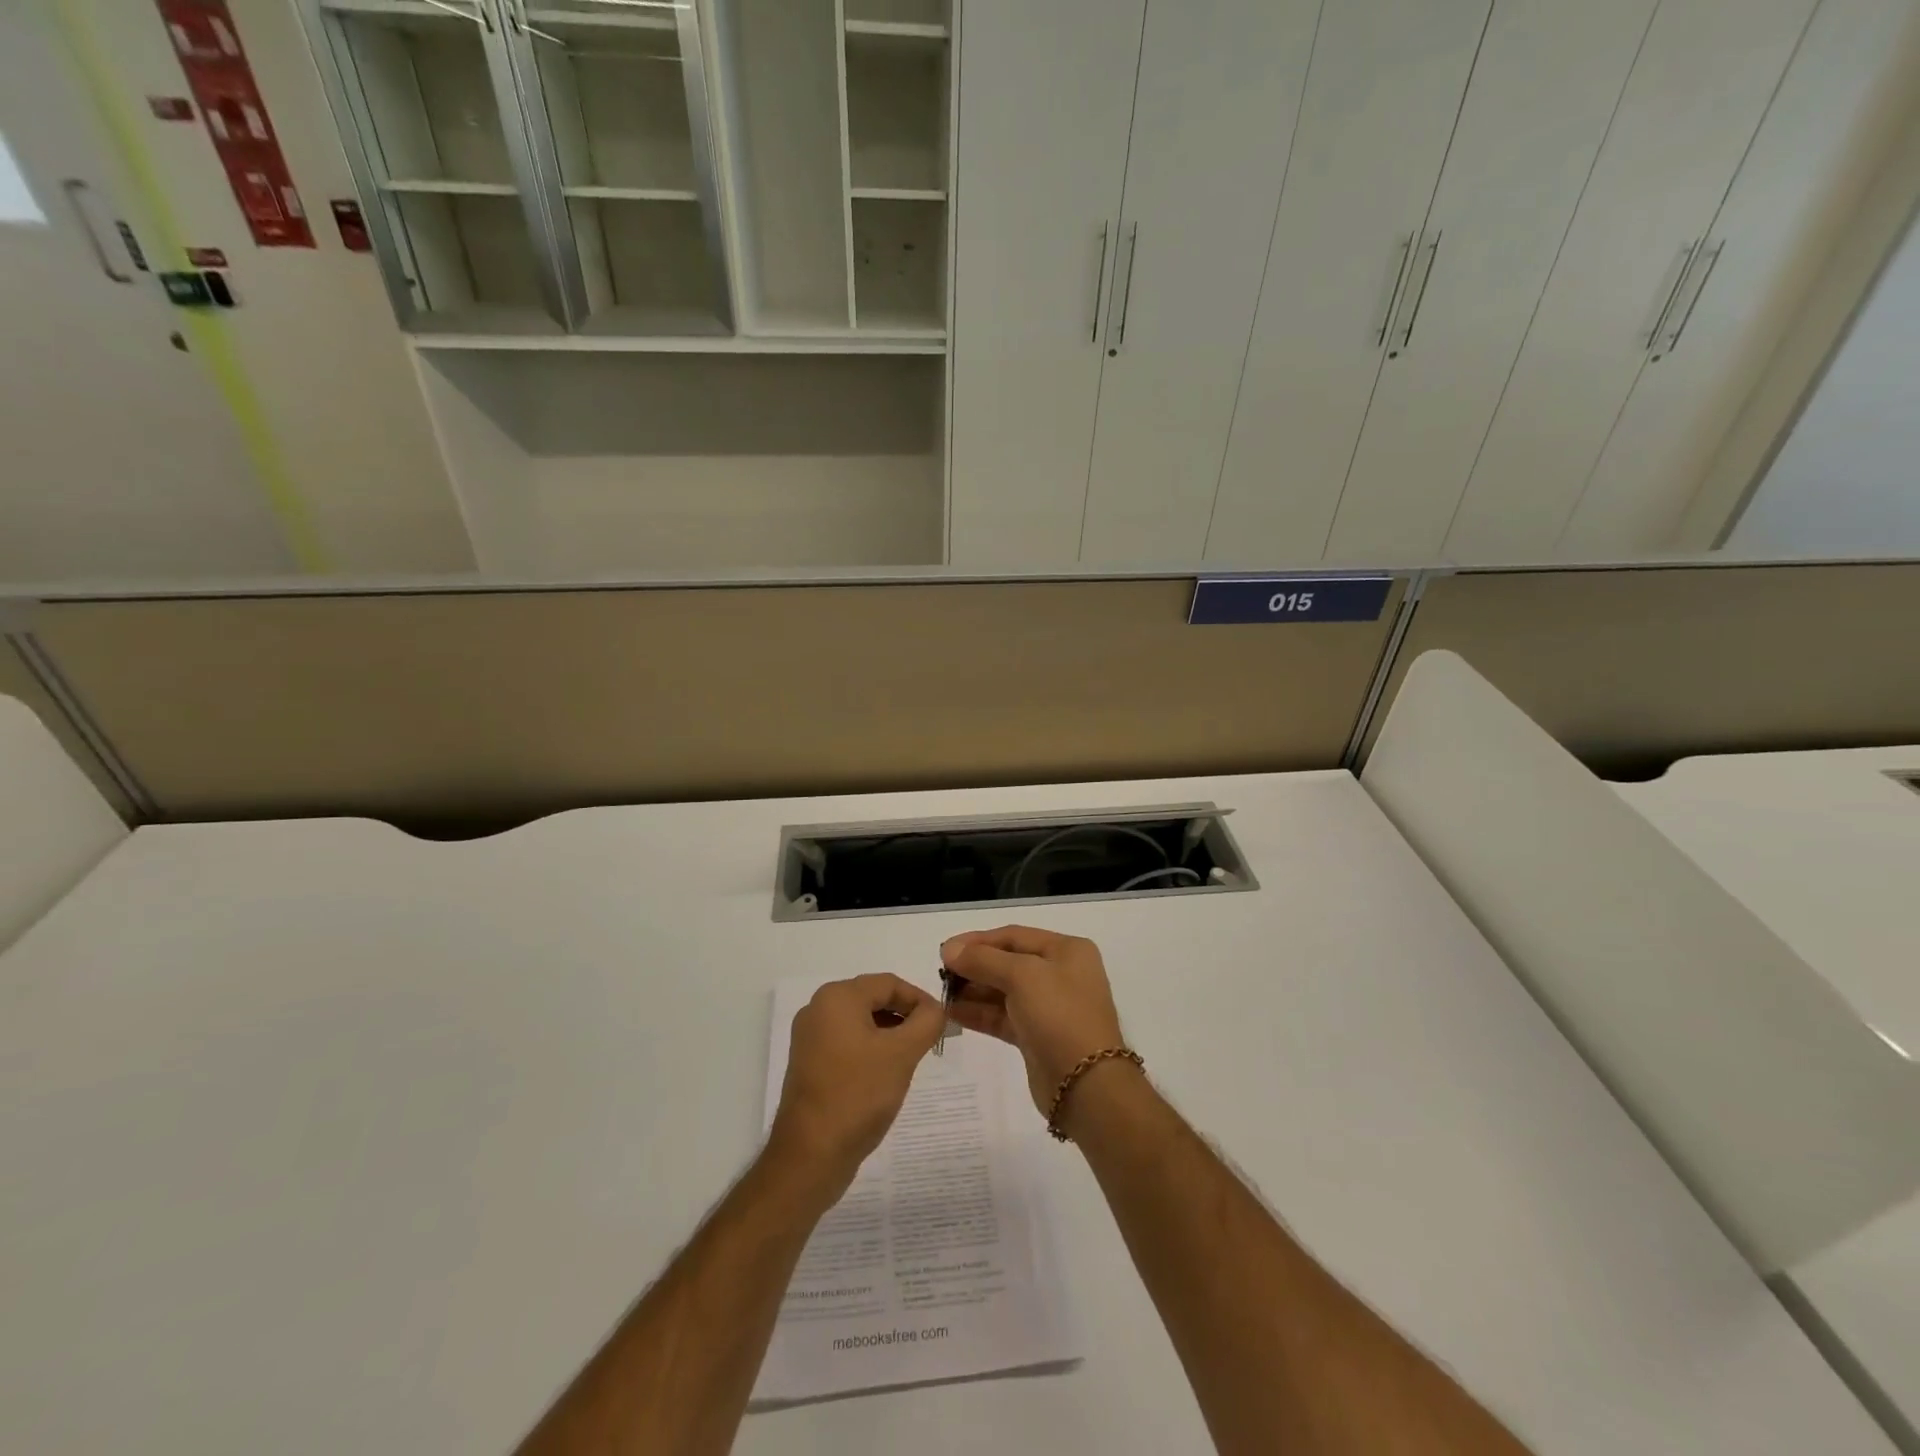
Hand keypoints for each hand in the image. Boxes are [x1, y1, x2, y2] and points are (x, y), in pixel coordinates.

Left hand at [767, 974, 943, 1192]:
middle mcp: (818, 1009)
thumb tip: (937, 1009)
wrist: (810, 1155)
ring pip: (861, 1022)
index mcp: (837, 997)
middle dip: (905, 1016)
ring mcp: (810, 1038)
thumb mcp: (902, 1054)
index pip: (889, 983)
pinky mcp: (809, 1063)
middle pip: (873, 999)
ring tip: (912, 1058)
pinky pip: (848, 1043)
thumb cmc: (858, 1094)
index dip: (920, 999)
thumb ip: (927, 1022)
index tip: (942, 1021)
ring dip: (890, 1033)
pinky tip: (887, 1074)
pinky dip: (871, 1049)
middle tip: (931, 1039)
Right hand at [940, 927, 1126, 1118]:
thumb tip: (949, 950)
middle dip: (974, 966)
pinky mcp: (1036, 1036)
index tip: (945, 950)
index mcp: (1066, 950)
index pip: (1014, 935)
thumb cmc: (1059, 1015)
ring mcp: (1049, 1006)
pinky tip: (952, 1012)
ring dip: (972, 990)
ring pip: (1003, 991)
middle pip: (1008, 961)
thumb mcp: (1022, 976)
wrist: (1087, 1085)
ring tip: (942, 993)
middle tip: (940, 974)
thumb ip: (983, 960)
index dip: (978, 940)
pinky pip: (1002, 1016)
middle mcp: (1060, 973)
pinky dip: (979, 1013)